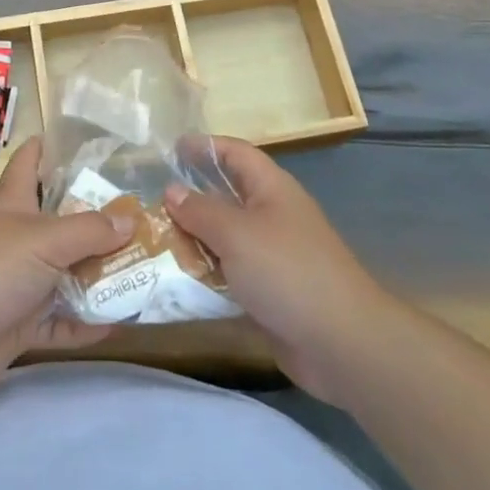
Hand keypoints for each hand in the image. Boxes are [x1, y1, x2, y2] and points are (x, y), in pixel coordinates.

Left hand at [0, 137, 135, 394]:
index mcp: (15, 204)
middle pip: (61, 223)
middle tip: (142, 217)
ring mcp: (19, 283)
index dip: (46, 148)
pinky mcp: (20, 323)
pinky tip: (119, 322)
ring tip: (144, 271)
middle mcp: (18, 238)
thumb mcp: (45, 239)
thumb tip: (130, 220)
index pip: (28, 163)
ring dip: (99, 277)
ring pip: (66, 276)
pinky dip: (86, 325)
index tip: (76, 140)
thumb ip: (89, 230)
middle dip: (97, 221)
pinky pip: (61, 323)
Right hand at [165, 138, 390, 405]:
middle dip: (190, 198)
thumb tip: (172, 190)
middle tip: (149, 201)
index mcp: (271, 189)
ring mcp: (272, 256)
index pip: (236, 153)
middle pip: (226, 197)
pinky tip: (174, 281)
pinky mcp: (268, 292)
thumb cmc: (287, 271)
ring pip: (224, 238)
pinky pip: (229, 274)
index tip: (171, 149)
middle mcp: (272, 216)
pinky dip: (204, 275)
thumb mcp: (236, 233)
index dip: (205, 147)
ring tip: (151, 240)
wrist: (341, 343)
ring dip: (192, 240)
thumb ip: (200, 210)